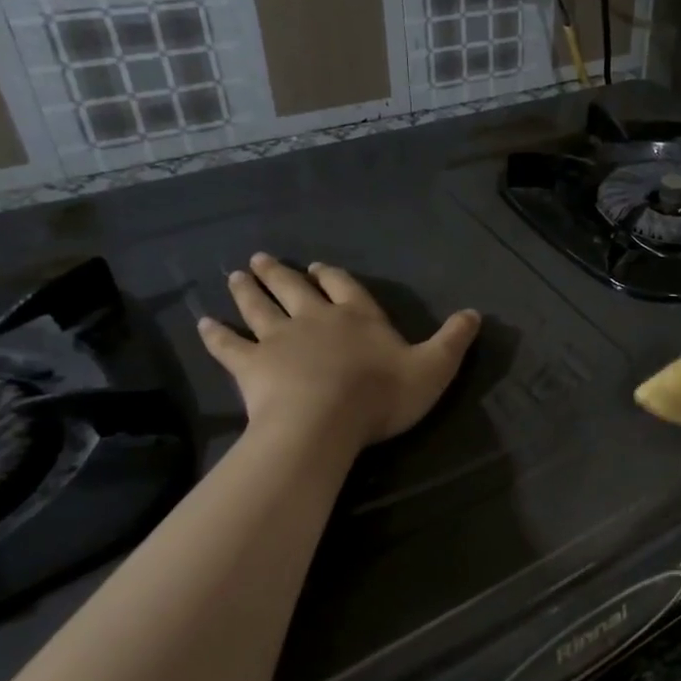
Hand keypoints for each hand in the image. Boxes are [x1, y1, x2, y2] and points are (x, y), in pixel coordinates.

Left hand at [198, 254, 480, 451]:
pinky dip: (215, 334)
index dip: (331, 276)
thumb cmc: (382, 394)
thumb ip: (454, 340)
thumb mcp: (434, 367)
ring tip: (236, 275)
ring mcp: (278, 340)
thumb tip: (476, 313)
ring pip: (259, 307)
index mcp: (358, 316)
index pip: (344, 287)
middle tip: (261, 259)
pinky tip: (204, 323)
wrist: (323, 422)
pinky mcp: (251, 366)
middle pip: (294, 289)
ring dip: (248, 291)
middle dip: (280, 274)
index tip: (316, 266)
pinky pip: (228, 345)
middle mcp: (315, 318)